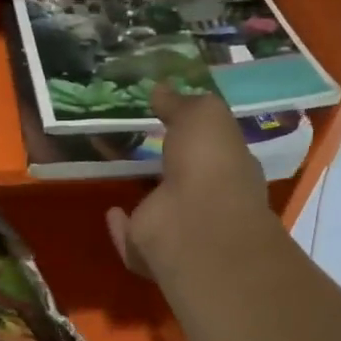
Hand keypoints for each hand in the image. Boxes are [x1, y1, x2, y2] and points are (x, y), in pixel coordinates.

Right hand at [107, 83, 272, 278]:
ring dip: (142, 195)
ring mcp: (181, 229)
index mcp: (228, 168)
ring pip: (158, 209)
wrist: (194, 223)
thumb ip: (181, 102)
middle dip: (165, 163)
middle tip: (134, 141)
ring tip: (115, 173)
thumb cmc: (209, 162)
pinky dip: (120, 228)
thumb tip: (161, 88)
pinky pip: (132, 239)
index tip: (167, 116)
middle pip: (183, 179)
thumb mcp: (203, 114)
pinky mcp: (151, 251)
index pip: (213, 147)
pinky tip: (111, 211)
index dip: (193, 132)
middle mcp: (209, 201)